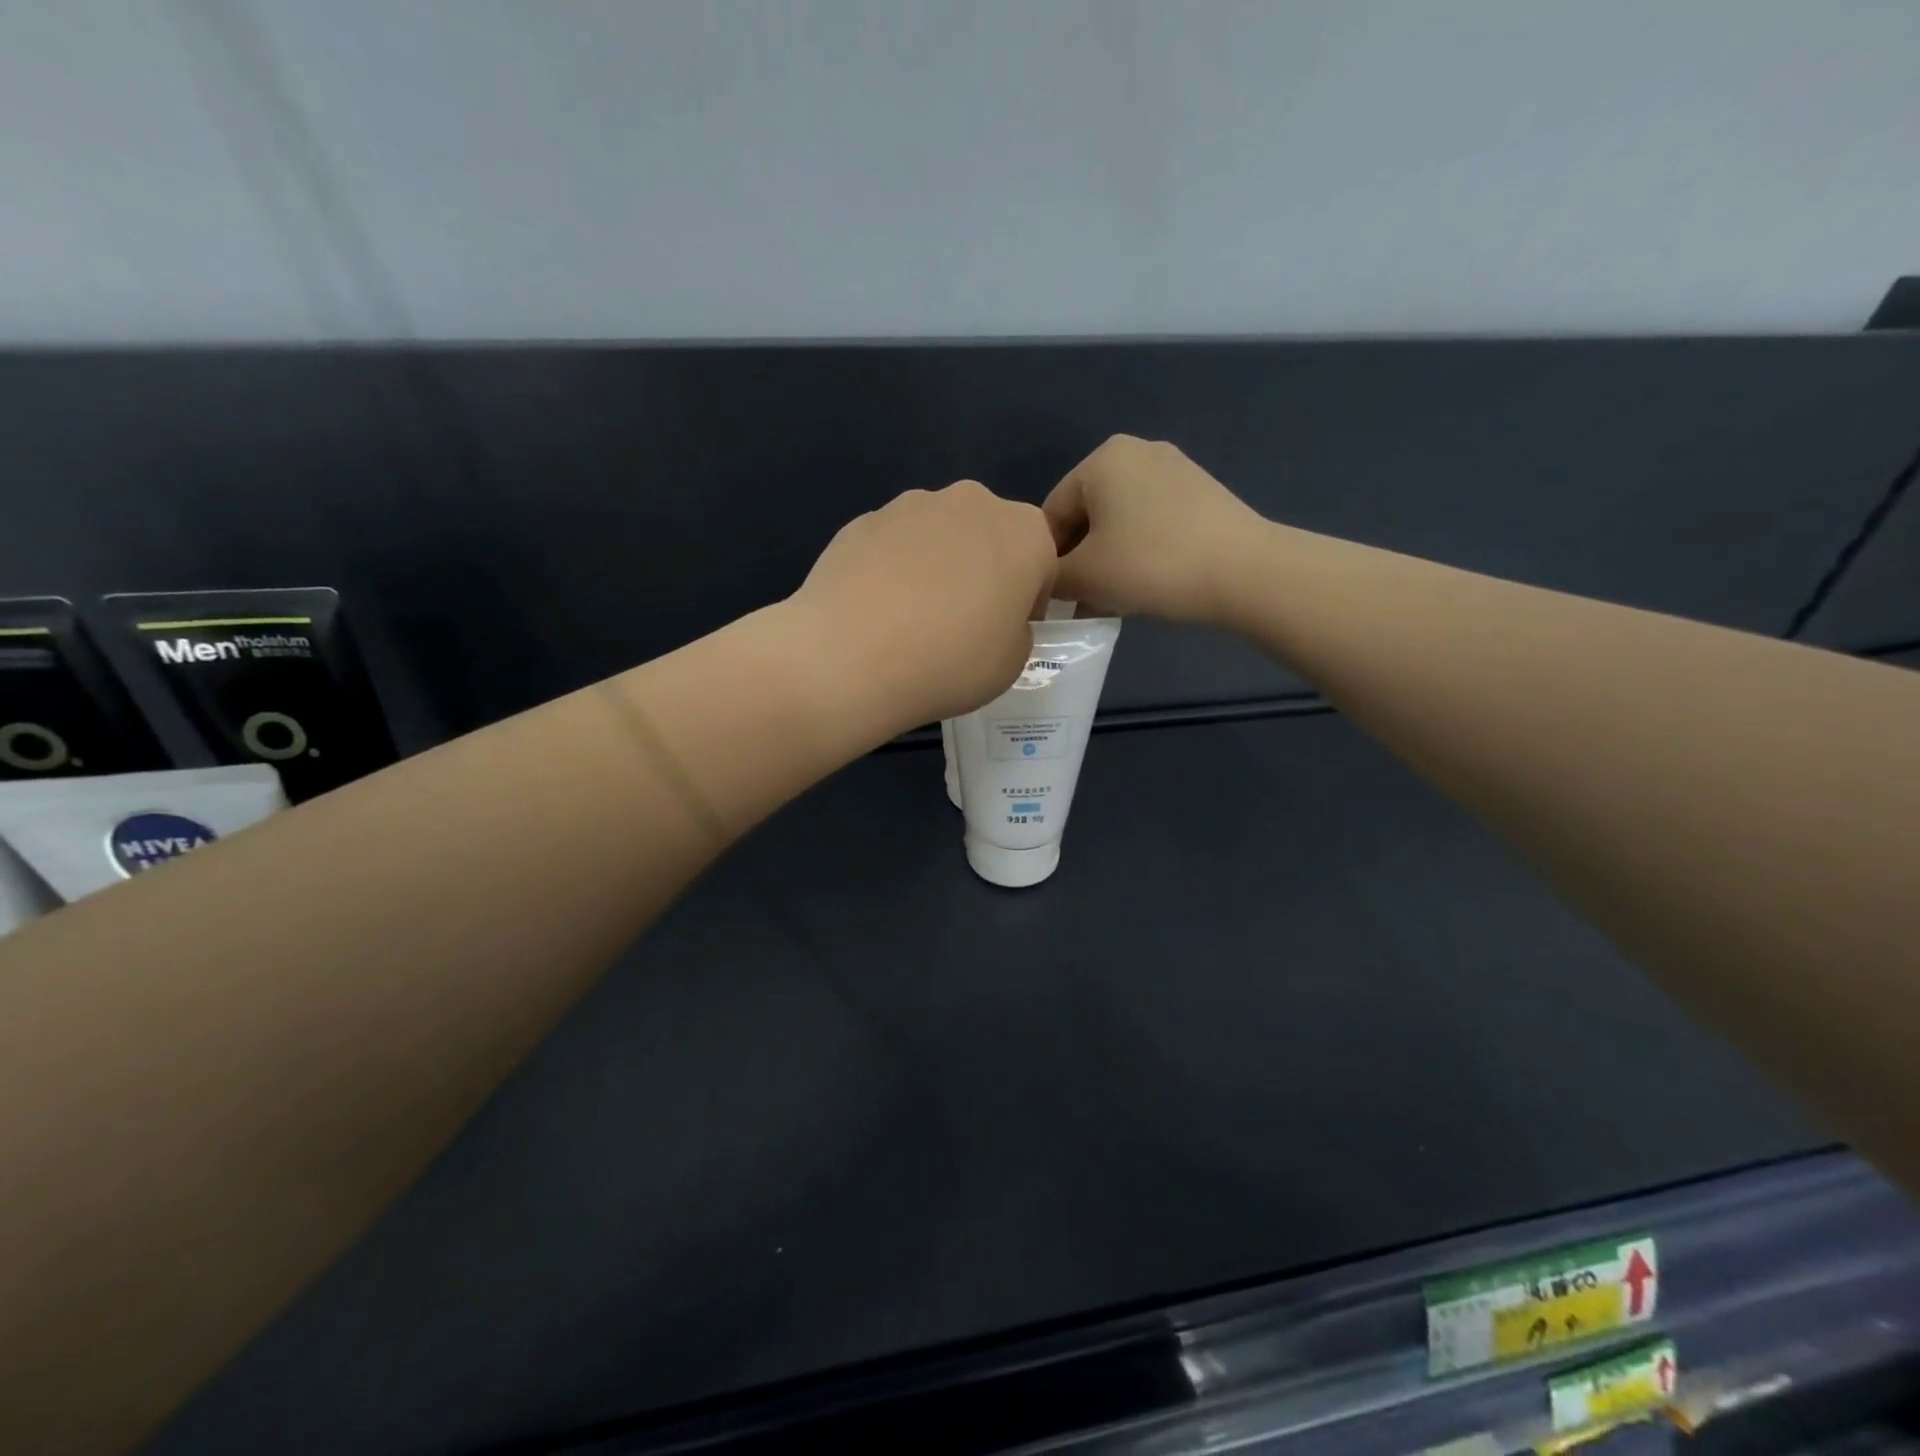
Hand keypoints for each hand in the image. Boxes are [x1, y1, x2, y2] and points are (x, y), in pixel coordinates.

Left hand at [792, 481, 1056, 727]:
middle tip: (961, 624)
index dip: (1028, 602)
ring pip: (939, 537)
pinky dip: (892, 570)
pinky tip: (876, 612)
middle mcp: (972, 502)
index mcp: (1025, 532)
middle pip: (988, 538)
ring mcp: (911, 505)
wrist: (851, 656)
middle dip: (983, 572)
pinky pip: (893, 546)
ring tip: (912, 621)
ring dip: (937, 567)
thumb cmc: (951, 661)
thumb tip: (992, 616)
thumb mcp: (1012, 663)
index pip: (1042, 564)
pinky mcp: (863, 520)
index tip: (1006, 633)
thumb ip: (1016, 628)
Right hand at [1045, 435, 1263, 622]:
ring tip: (1111, 599)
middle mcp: (1136, 451)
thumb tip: (1045, 584)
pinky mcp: (1200, 492)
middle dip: (1079, 560)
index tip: (1052, 598)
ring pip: (1119, 521)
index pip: (1052, 514)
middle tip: (1080, 602)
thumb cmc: (1151, 565)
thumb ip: (1051, 577)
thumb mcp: (1084, 576)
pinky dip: (1138, 552)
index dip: (1046, 561)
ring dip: (1107, 560)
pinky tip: (1144, 584)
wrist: (1244, 571)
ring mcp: (1174, 468)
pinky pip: (1150, 522)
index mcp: (1101, 459)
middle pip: (1086, 515)